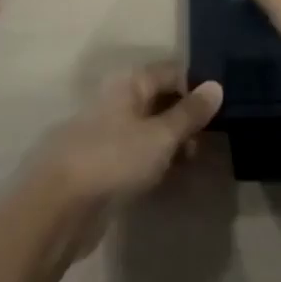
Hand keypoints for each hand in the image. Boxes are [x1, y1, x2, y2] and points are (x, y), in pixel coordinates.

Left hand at [36, 64, 222, 242]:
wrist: (59, 208)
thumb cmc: (114, 159)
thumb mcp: (160, 136)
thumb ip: (189, 113)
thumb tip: (217, 85)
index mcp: (129, 84)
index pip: (170, 72)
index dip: (195, 86)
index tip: (221, 107)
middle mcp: (118, 102)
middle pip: (159, 100)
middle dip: (185, 117)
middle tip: (211, 140)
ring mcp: (108, 135)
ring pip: (149, 130)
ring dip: (172, 143)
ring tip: (195, 163)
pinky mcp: (103, 167)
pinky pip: (138, 156)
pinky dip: (156, 162)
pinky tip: (171, 179)